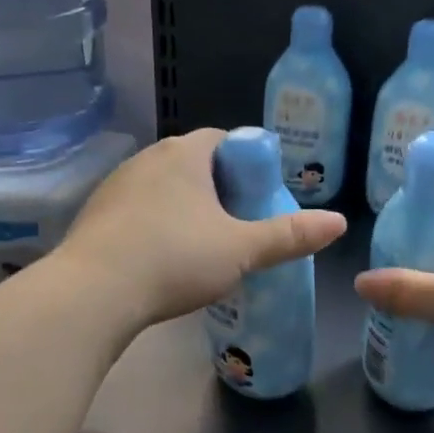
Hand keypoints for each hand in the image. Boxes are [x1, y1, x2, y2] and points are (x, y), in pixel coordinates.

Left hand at [60, 130, 347, 329]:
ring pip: (162, 187)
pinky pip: (136, 210)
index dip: (247, 163)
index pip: (224, 140)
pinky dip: (154, 225)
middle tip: (237, 225)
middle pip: (193, 163)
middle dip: (218, 188)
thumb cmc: (175, 259)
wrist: (94, 292)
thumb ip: (289, 236)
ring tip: (200, 245)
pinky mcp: (94, 214)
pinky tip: (160, 258)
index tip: (259, 197)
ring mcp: (115, 185)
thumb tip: (339, 222)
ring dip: (184, 207)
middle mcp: (147, 158)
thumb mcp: (241, 250)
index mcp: (184, 154)